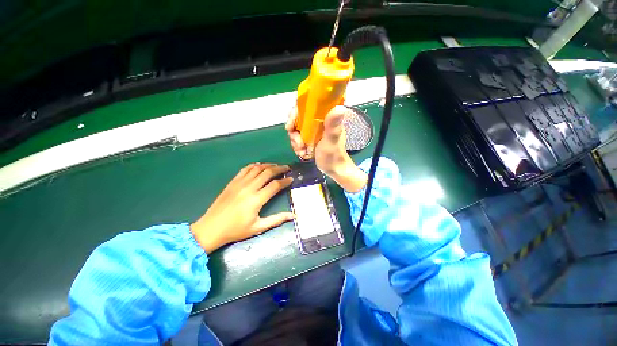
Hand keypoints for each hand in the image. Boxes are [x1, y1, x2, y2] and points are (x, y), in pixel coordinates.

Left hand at [190, 164, 293, 253]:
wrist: (210, 228)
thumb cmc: (236, 230)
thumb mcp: (258, 227)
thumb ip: (277, 219)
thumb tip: (293, 215)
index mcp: (257, 199)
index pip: (275, 185)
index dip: (285, 181)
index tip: (291, 179)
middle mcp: (249, 188)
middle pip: (268, 172)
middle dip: (279, 169)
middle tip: (287, 168)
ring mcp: (240, 183)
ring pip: (257, 168)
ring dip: (268, 165)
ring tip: (276, 166)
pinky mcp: (232, 182)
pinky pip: (245, 169)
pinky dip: (255, 165)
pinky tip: (260, 166)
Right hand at [286, 106, 367, 191]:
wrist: (333, 169)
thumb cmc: (334, 155)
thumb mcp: (332, 140)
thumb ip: (333, 126)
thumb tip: (340, 107)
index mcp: (326, 116)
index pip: (307, 105)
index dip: (296, 112)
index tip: (291, 125)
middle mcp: (318, 120)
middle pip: (298, 117)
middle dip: (294, 131)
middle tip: (298, 142)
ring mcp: (313, 129)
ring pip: (296, 128)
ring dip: (295, 141)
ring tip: (301, 150)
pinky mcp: (310, 137)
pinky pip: (297, 137)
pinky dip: (297, 145)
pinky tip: (302, 152)